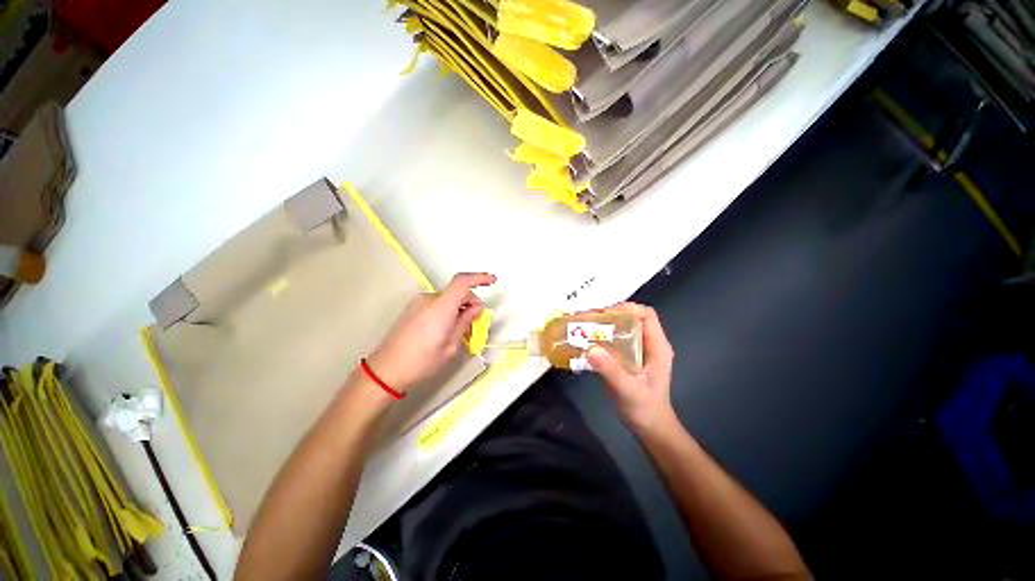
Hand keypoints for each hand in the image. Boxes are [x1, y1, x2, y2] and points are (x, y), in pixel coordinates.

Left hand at [366, 273, 495, 392]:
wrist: (385, 370)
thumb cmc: (421, 362)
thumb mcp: (450, 346)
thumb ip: (464, 322)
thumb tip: (475, 308)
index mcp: (440, 307)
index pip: (462, 282)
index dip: (479, 278)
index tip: (493, 281)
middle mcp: (429, 299)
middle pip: (457, 291)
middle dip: (470, 302)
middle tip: (475, 322)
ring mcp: (418, 302)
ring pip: (448, 298)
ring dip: (458, 307)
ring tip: (459, 329)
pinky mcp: (413, 308)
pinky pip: (437, 303)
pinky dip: (448, 310)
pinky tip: (446, 328)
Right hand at [587, 303, 676, 436]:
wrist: (650, 428)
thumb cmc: (646, 409)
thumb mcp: (629, 390)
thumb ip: (611, 370)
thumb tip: (590, 348)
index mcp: (657, 346)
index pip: (646, 315)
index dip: (627, 308)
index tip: (604, 313)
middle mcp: (649, 344)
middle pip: (631, 318)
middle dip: (610, 315)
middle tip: (588, 318)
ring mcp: (638, 351)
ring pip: (622, 328)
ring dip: (603, 325)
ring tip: (583, 325)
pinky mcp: (628, 358)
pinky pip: (615, 340)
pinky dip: (601, 337)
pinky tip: (586, 341)